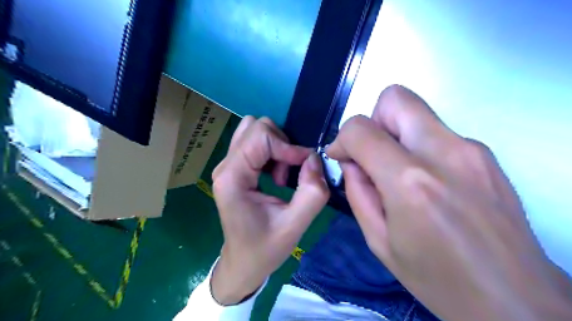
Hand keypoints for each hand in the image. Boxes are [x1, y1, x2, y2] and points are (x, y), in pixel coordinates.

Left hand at [209, 115, 328, 305]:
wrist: (242, 263)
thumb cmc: (265, 249)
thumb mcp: (294, 226)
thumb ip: (312, 192)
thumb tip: (314, 159)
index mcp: (232, 178)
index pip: (260, 136)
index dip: (288, 146)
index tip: (305, 166)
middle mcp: (225, 166)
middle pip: (256, 127)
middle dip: (281, 144)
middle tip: (289, 172)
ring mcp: (227, 166)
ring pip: (254, 131)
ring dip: (276, 147)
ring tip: (281, 175)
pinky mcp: (234, 169)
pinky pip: (254, 143)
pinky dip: (271, 152)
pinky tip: (275, 176)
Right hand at [326, 85, 571, 320]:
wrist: (515, 301)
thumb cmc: (437, 278)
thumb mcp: (379, 241)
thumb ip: (357, 192)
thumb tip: (350, 162)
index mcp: (410, 182)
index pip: (361, 128)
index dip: (342, 138)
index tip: (341, 157)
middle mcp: (444, 153)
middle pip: (395, 99)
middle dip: (372, 121)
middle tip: (372, 154)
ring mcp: (471, 149)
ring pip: (417, 112)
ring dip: (395, 135)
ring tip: (397, 173)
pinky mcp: (486, 154)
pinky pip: (437, 132)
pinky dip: (418, 146)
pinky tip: (425, 182)